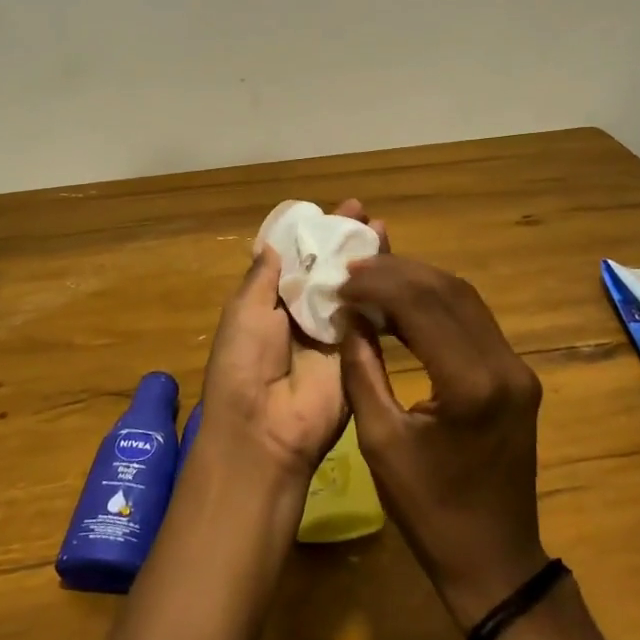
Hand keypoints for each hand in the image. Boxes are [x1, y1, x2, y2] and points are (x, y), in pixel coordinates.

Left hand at [197, 199, 384, 483]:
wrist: (265, 429)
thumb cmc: (244, 363)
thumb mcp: (244, 311)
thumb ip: (263, 277)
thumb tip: (273, 242)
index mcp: (270, 303)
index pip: (296, 260)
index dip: (313, 234)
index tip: (333, 210)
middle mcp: (303, 313)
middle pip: (328, 269)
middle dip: (344, 241)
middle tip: (364, 213)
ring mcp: (332, 332)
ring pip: (352, 287)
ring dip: (366, 260)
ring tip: (381, 229)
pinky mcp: (357, 351)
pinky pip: (370, 316)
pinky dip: (382, 291)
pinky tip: (395, 267)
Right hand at [338, 255, 546, 628]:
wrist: (494, 559)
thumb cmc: (429, 510)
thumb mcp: (380, 442)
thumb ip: (362, 370)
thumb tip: (350, 317)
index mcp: (471, 385)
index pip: (423, 306)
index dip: (379, 283)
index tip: (341, 279)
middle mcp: (504, 365)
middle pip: (449, 291)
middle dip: (398, 272)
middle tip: (353, 269)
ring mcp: (518, 368)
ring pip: (466, 298)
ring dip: (419, 282)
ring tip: (373, 279)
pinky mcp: (517, 376)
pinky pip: (475, 321)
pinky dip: (437, 304)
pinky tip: (404, 305)